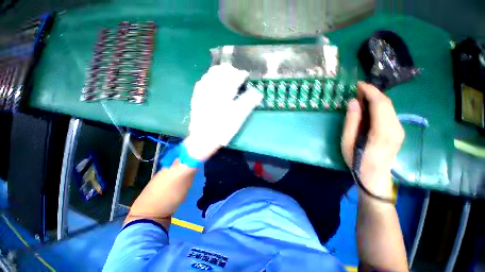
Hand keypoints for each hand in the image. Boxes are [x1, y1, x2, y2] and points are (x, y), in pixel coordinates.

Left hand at [184, 64, 262, 160]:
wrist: (203, 138)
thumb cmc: (223, 129)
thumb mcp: (238, 117)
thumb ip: (248, 103)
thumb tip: (258, 93)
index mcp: (224, 93)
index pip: (234, 77)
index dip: (242, 74)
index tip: (246, 76)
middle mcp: (212, 88)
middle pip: (222, 71)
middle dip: (231, 71)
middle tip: (237, 76)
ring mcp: (202, 91)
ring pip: (211, 73)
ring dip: (221, 73)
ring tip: (227, 77)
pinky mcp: (197, 95)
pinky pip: (203, 80)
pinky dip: (211, 77)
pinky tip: (215, 82)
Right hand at [341, 82, 404, 198]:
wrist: (374, 176)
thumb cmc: (357, 160)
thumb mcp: (347, 141)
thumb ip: (352, 121)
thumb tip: (353, 102)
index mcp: (383, 131)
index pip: (380, 103)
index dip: (370, 91)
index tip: (358, 84)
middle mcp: (396, 127)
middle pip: (386, 103)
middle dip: (372, 93)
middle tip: (357, 90)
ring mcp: (399, 129)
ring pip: (389, 107)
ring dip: (375, 99)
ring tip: (360, 98)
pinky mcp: (398, 131)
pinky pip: (389, 113)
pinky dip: (379, 106)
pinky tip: (368, 108)